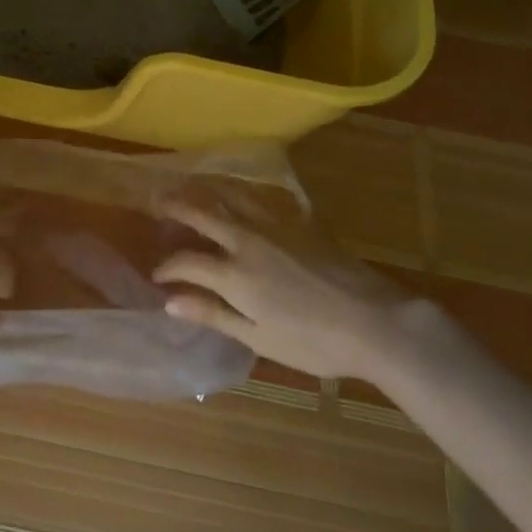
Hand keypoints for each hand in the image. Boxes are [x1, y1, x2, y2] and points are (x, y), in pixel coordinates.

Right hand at [152, 203, 416, 381]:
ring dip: (203, 192)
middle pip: (202, 214)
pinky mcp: (298, 221)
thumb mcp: (259, 337)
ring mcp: (273, 225)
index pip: (187, 262)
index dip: (167, 268)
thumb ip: (213, 314)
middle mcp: (247, 240)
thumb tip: (170, 302)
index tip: (156, 276)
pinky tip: (235, 195)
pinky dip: (237, 193)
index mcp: (234, 274)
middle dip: (175, 207)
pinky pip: (258, 198)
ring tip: (188, 189)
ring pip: (229, 197)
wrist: (374, 320)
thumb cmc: (313, 341)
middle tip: (158, 203)